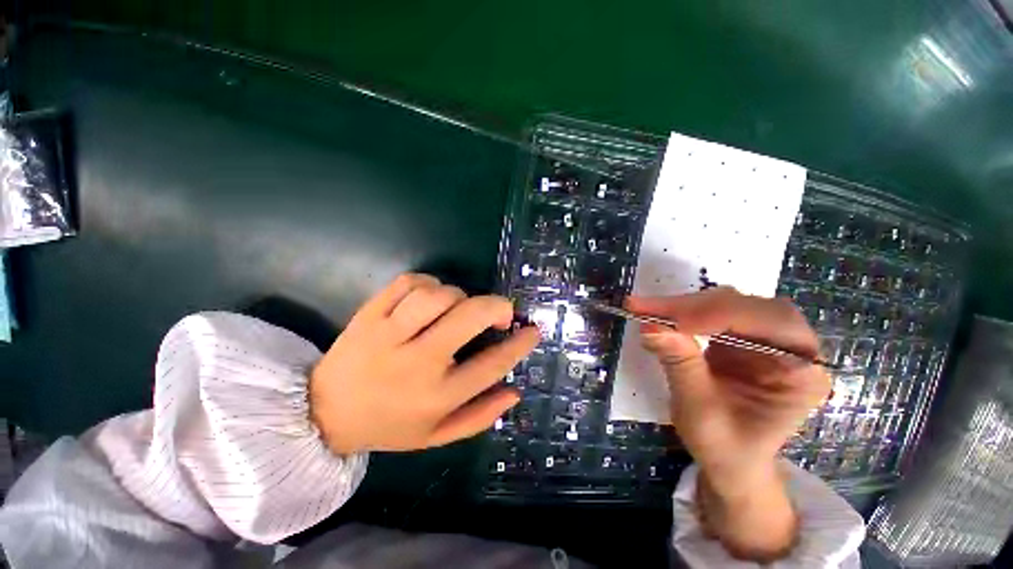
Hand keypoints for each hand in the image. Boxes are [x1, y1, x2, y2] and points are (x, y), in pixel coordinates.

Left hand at [309, 273, 539, 454]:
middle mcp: (417, 363)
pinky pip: (408, 282)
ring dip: (459, 295)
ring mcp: (389, 335)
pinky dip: (427, 283)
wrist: (323, 413)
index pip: (492, 364)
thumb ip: (480, 415)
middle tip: (501, 311)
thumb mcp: (437, 435)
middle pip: (469, 317)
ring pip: (439, 295)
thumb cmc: (388, 425)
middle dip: (496, 307)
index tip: (533, 330)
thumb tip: (515, 391)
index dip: (520, 344)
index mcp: (437, 397)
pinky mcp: (368, 315)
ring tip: (459, 307)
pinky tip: (429, 297)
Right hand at [628, 287, 829, 559]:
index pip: (765, 323)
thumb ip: (680, 366)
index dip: (712, 315)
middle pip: (745, 305)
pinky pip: (710, 310)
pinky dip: (681, 311)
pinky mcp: (739, 334)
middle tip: (644, 308)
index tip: (664, 319)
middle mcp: (792, 346)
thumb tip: (650, 326)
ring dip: (682, 305)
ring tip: (645, 309)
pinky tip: (660, 315)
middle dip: (691, 306)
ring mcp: (765, 337)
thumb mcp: (700, 412)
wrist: (731, 459)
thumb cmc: (725, 447)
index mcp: (802, 372)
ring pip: (725, 302)